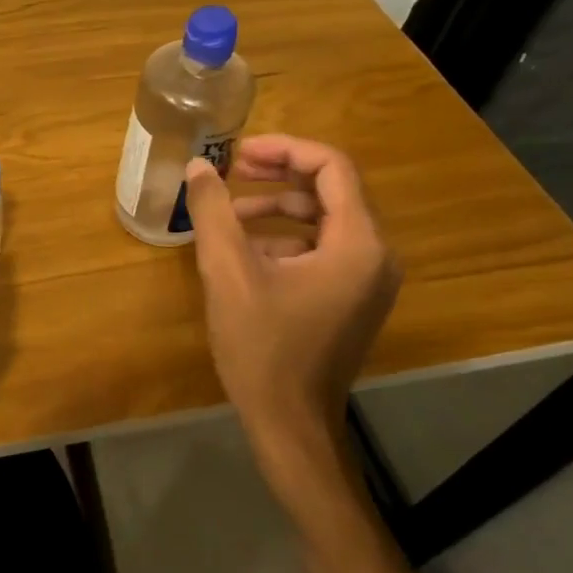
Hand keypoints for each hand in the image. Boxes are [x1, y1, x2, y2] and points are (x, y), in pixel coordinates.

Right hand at [183, 136, 399, 486]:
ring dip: (275, 205)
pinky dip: (283, 236)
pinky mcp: (350, 297)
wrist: (289, 423)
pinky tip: (241, 249)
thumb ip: (213, 210)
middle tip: (231, 169)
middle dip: (278, 173)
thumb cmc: (262, 345)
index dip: (285, 149)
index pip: (332, 167)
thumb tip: (198, 166)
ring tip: (226, 213)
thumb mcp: (228, 271)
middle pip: (330, 189)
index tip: (239, 152)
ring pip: (322, 218)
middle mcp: (375, 255)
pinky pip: (320, 247)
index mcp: (358, 244)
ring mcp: (366, 279)